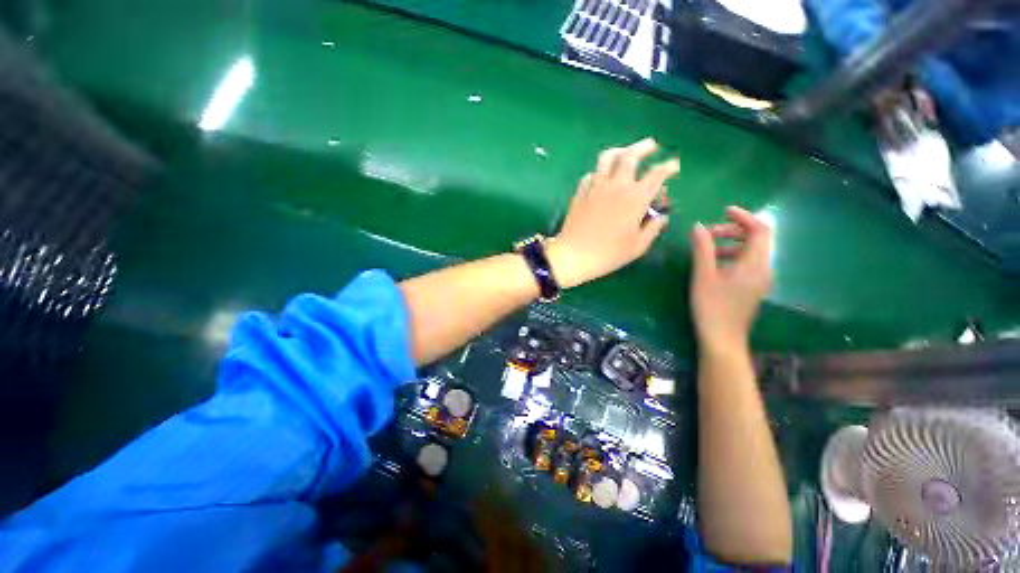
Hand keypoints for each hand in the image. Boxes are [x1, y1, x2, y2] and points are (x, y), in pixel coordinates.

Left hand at [547, 138, 679, 287]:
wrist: (574, 255)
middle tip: (652, 146)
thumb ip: (653, 228)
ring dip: (620, 151)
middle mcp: (617, 186)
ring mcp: (596, 187)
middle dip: (645, 147)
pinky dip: (600, 171)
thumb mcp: (638, 246)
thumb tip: (661, 217)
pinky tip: (602, 177)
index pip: (657, 174)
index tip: (674, 166)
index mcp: (636, 198)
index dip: (669, 167)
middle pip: (631, 155)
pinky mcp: (581, 192)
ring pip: (607, 158)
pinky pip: (591, 174)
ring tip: (625, 152)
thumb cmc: (608, 254)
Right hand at [690, 206, 772, 353]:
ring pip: (751, 251)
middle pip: (757, 239)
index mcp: (755, 263)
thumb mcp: (703, 275)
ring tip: (706, 249)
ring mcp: (760, 279)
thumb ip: (703, 248)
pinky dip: (732, 256)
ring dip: (730, 244)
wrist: (722, 339)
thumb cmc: (712, 306)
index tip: (723, 211)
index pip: (760, 229)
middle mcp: (764, 268)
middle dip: (733, 231)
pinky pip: (747, 263)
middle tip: (707, 234)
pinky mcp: (753, 288)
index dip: (744, 217)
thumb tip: (698, 226)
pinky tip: (713, 265)